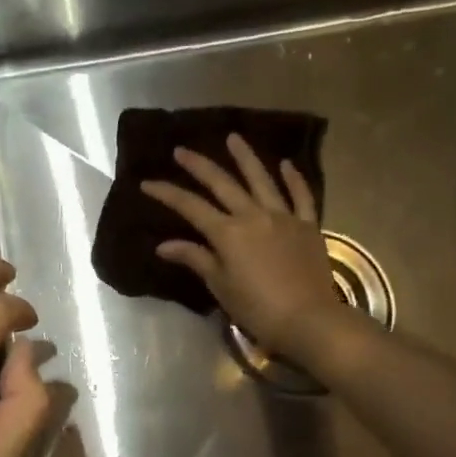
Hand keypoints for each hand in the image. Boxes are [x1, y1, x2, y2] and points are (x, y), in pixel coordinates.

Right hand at [143, 134, 344, 361]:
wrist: (307, 319)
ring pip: (262, 179)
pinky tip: (286, 164)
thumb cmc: (257, 308)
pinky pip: (301, 196)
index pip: (190, 207)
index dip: (167, 193)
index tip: (147, 182)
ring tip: (233, 138)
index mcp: (228, 233)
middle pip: (222, 184)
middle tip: (181, 150)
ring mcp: (283, 217)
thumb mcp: (220, 286)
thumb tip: (164, 245)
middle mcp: (254, 216)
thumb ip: (196, 259)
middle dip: (199, 166)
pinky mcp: (308, 225)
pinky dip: (293, 178)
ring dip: (245, 157)